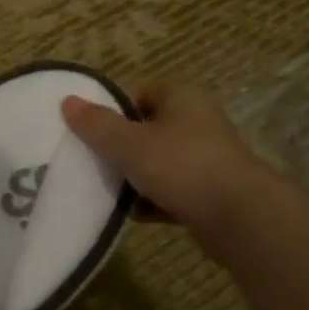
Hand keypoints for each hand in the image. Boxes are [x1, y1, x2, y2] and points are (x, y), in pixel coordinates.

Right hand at [61, 82, 278, 245]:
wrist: (240, 217)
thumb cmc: (181, 166)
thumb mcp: (129, 143)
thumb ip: (97, 124)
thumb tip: (67, 101)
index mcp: (182, 98)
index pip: (142, 92)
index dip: (117, 110)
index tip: (96, 132)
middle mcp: (198, 122)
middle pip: (149, 129)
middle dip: (123, 148)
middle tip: (96, 163)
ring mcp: (208, 158)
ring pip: (161, 163)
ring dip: (137, 178)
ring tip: (111, 193)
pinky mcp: (213, 192)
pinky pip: (174, 191)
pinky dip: (155, 201)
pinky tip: (135, 215)